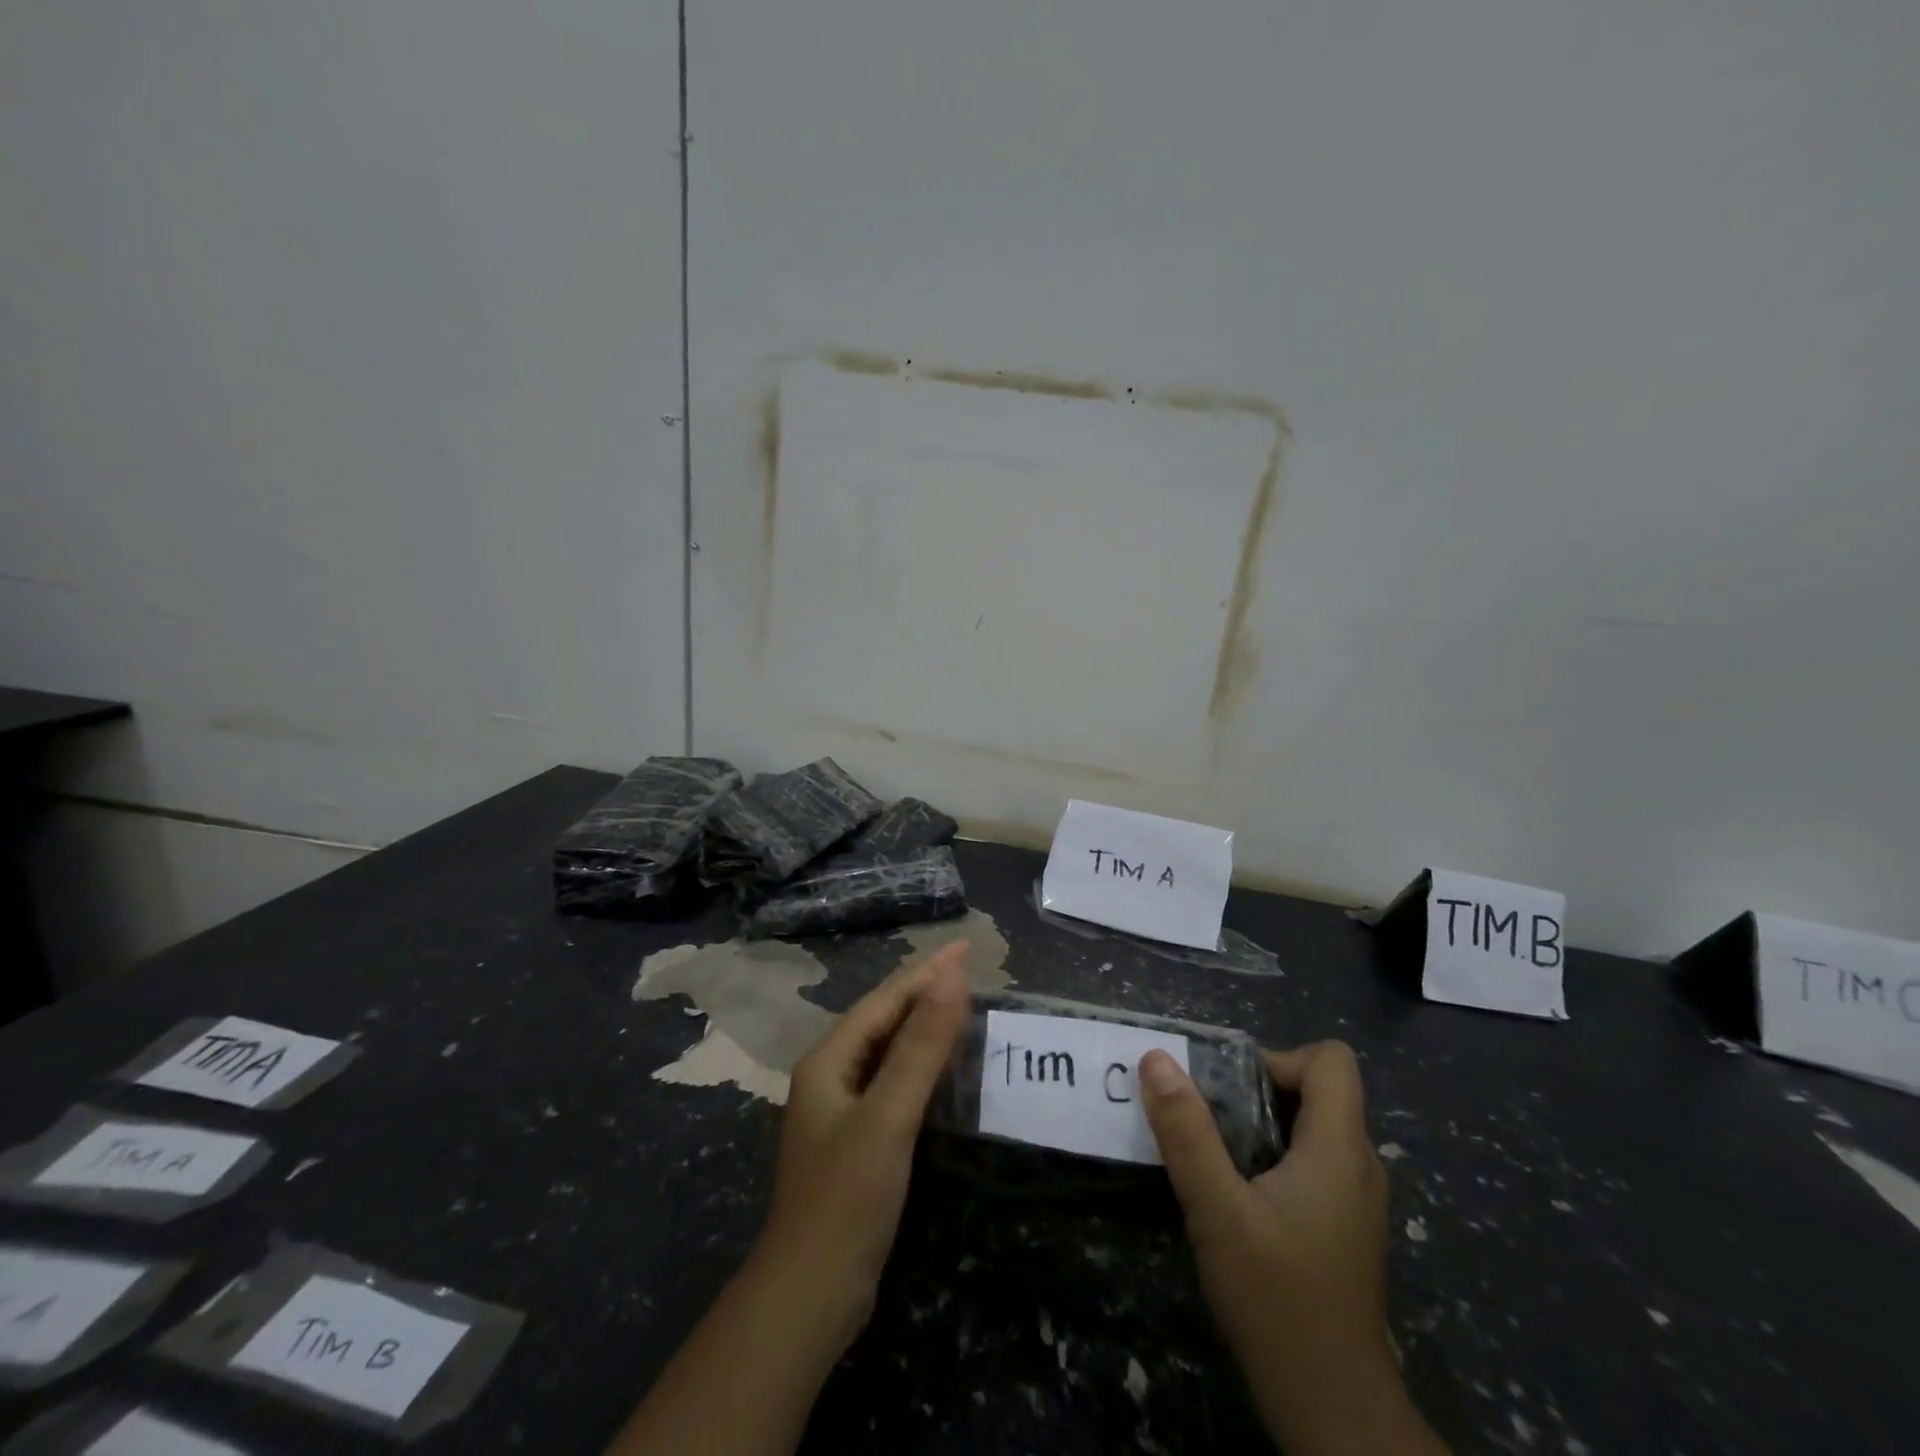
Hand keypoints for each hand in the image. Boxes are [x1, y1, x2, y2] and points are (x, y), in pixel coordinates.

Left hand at [606, 943, 970, 1455]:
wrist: (810, 1294)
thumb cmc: (847, 1197)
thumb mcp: (889, 1115)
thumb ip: (921, 1045)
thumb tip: (951, 977)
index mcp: (829, 1060)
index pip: (885, 1000)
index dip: (926, 972)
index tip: (965, 948)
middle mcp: (830, 1075)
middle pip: (882, 1018)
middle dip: (923, 989)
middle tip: (966, 967)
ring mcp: (840, 1109)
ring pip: (886, 1049)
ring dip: (922, 1022)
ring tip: (958, 1003)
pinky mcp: (855, 1138)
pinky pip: (891, 1080)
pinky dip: (918, 1061)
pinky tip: (939, 1065)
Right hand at [1140, 1041, 1444, 1455]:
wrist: (1332, 1408)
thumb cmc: (1277, 1301)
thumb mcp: (1217, 1211)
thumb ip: (1186, 1132)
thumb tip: (1156, 1059)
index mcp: (1340, 1149)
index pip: (1331, 1060)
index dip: (1280, 1058)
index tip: (1232, 1089)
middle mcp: (1360, 1164)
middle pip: (1319, 1090)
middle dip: (1258, 1090)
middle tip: (1208, 1119)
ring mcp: (1357, 1198)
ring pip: (1314, 1126)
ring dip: (1262, 1124)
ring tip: (1214, 1153)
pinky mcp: (1346, 1225)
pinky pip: (1314, 1160)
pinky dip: (1275, 1156)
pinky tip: (1238, 1194)